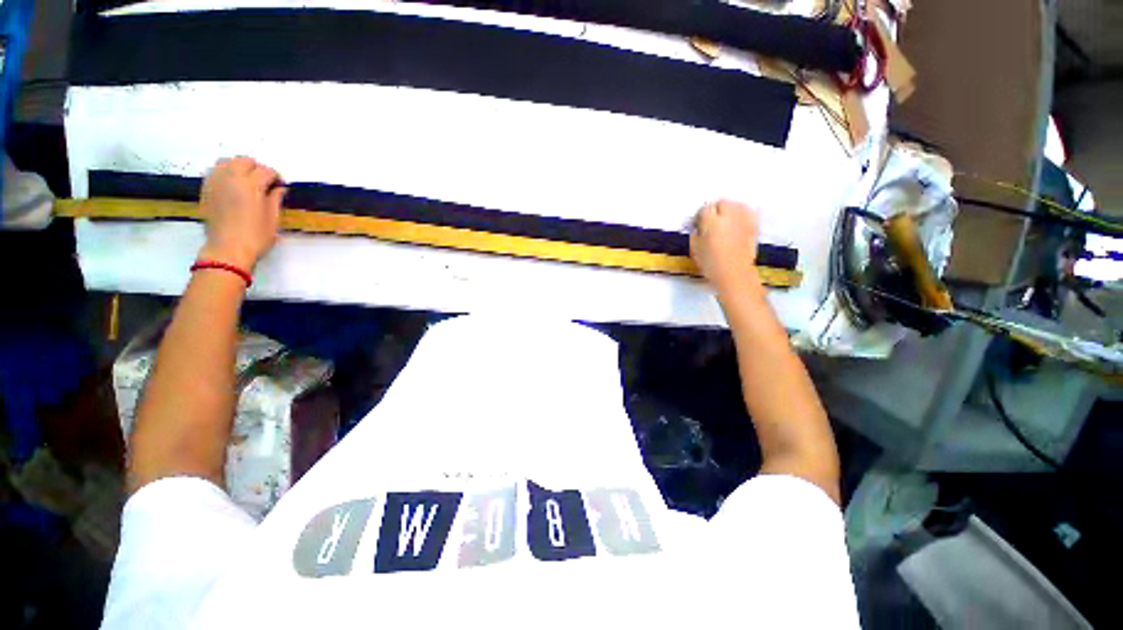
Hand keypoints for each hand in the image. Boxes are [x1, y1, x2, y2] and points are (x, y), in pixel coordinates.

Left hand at [197, 157, 285, 270]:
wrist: (227, 250)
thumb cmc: (255, 237)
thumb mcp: (273, 220)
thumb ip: (275, 199)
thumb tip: (279, 188)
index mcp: (251, 186)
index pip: (266, 171)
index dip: (276, 177)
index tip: (281, 187)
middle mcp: (231, 178)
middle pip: (245, 161)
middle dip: (258, 169)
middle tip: (265, 183)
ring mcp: (215, 182)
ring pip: (227, 162)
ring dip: (240, 167)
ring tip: (247, 181)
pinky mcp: (206, 189)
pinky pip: (215, 171)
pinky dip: (226, 173)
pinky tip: (233, 185)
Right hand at [690, 200, 760, 294]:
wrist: (734, 276)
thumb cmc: (712, 266)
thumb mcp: (695, 249)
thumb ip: (696, 233)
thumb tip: (699, 226)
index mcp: (712, 223)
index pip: (705, 209)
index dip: (700, 216)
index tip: (699, 223)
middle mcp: (729, 218)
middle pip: (722, 202)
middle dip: (716, 209)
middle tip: (711, 220)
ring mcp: (744, 221)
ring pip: (737, 204)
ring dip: (730, 209)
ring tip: (725, 220)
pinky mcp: (754, 226)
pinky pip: (749, 212)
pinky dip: (743, 213)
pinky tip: (738, 221)